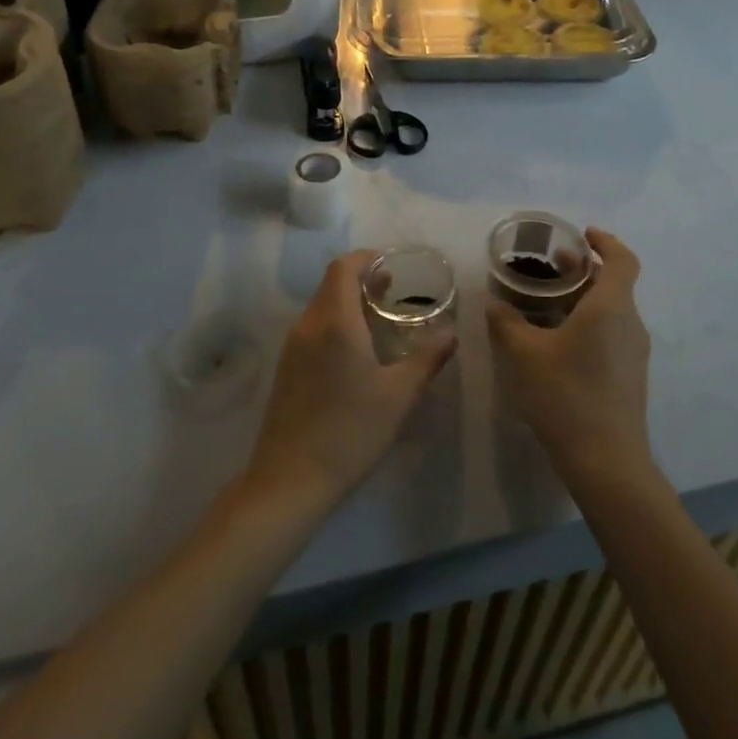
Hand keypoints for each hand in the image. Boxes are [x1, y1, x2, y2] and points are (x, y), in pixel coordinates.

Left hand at [246, 251, 455, 507]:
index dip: (365, 258)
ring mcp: (292, 347)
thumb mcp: (399, 396)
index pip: (342, 268)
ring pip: (320, 307)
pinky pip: (313, 329)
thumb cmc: (350, 431)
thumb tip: (451, 333)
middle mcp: (308, 325)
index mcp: (334, 322)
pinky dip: (335, 323)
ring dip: (347, 302)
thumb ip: (426, 358)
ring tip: (379, 319)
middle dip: (361, 280)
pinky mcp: (286, 369)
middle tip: (392, 291)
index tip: (390, 264)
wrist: (290, 479)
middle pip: (330, 284)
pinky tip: (356, 352)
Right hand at [487, 229, 651, 483]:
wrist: (606, 460)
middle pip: (614, 283)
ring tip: (546, 304)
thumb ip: (505, 321)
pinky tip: (557, 341)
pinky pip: (611, 333)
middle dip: (583, 270)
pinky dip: (588, 322)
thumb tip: (493, 302)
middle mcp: (629, 323)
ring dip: (583, 298)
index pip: (622, 259)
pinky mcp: (630, 375)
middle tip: (550, 268)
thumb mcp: (524, 354)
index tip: (582, 235)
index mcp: (610, 307)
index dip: (605, 241)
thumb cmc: (565, 395)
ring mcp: (634, 352)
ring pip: (612, 310)